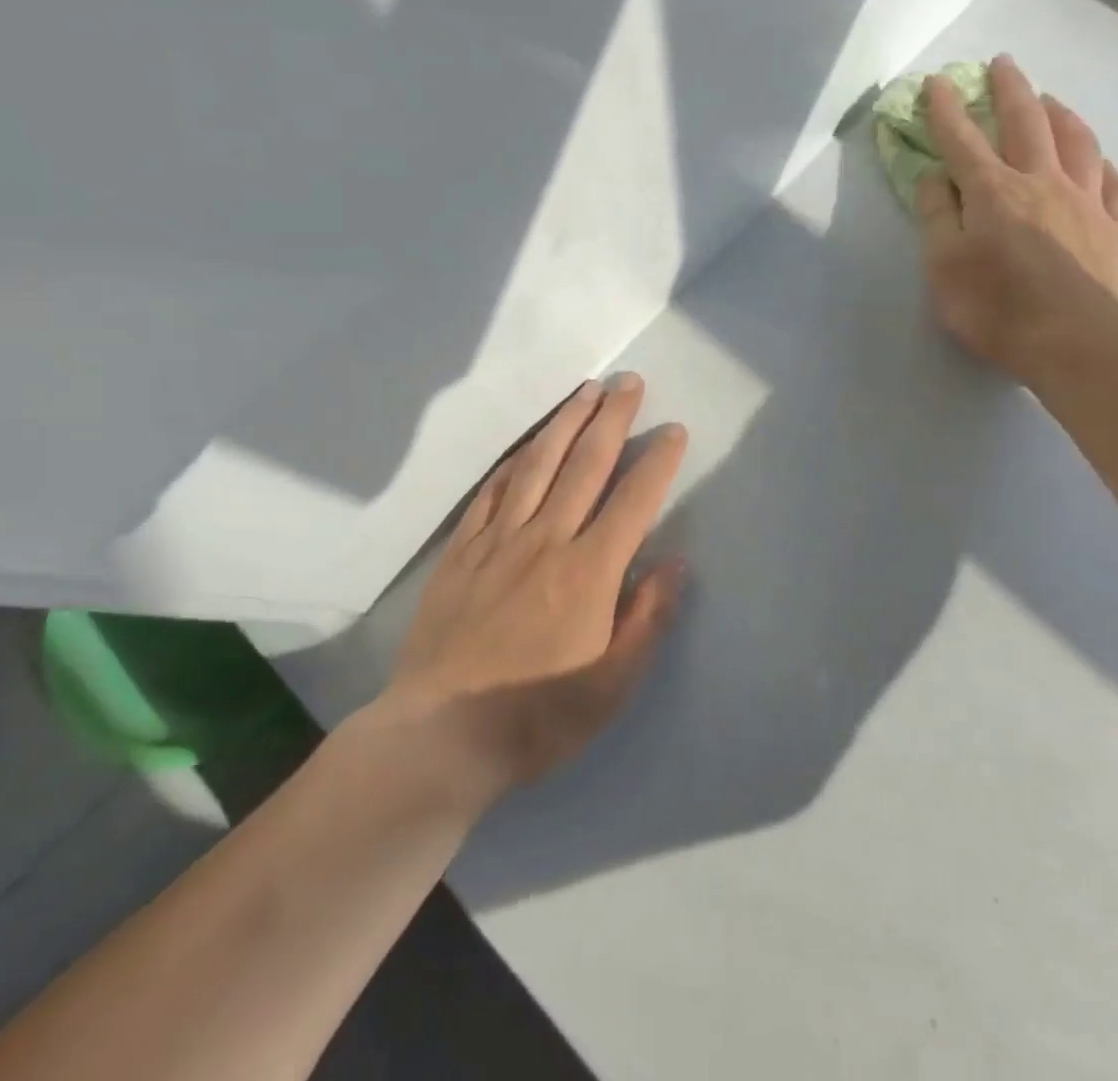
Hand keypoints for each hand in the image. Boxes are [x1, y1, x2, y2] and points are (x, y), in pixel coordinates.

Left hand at [381, 374, 688, 802]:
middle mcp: (547, 539)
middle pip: (586, 464)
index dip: (659, 462)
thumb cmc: (538, 715)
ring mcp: (499, 539)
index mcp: (589, 571)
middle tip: (628, 382)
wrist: (441, 735)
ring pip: (538, 465)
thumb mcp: (612, 684)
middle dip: (612, 418)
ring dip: (566, 422)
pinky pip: (492, 491)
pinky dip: (514, 461)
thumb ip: (648, 617)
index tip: (674, 430)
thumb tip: (676, 560)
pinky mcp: (462, 550)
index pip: (634, 500)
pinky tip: (527, 444)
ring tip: (585, 391)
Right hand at [914, 55, 1117, 379]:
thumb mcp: (943, 267)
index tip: (936, 81)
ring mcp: (1086, 203)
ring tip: (1051, 99)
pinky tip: (1101, 164)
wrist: (1074, 343)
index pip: (962, 140)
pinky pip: (1115, 186)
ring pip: (1077, 143)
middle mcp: (1042, 183)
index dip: (945, 110)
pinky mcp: (1115, 230)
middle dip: (1010, 90)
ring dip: (1061, 114)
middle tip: (1003, 63)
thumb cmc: (995, 308)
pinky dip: (1105, 167)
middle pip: (1025, 123)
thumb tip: (934, 177)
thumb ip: (936, 217)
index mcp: (993, 192)